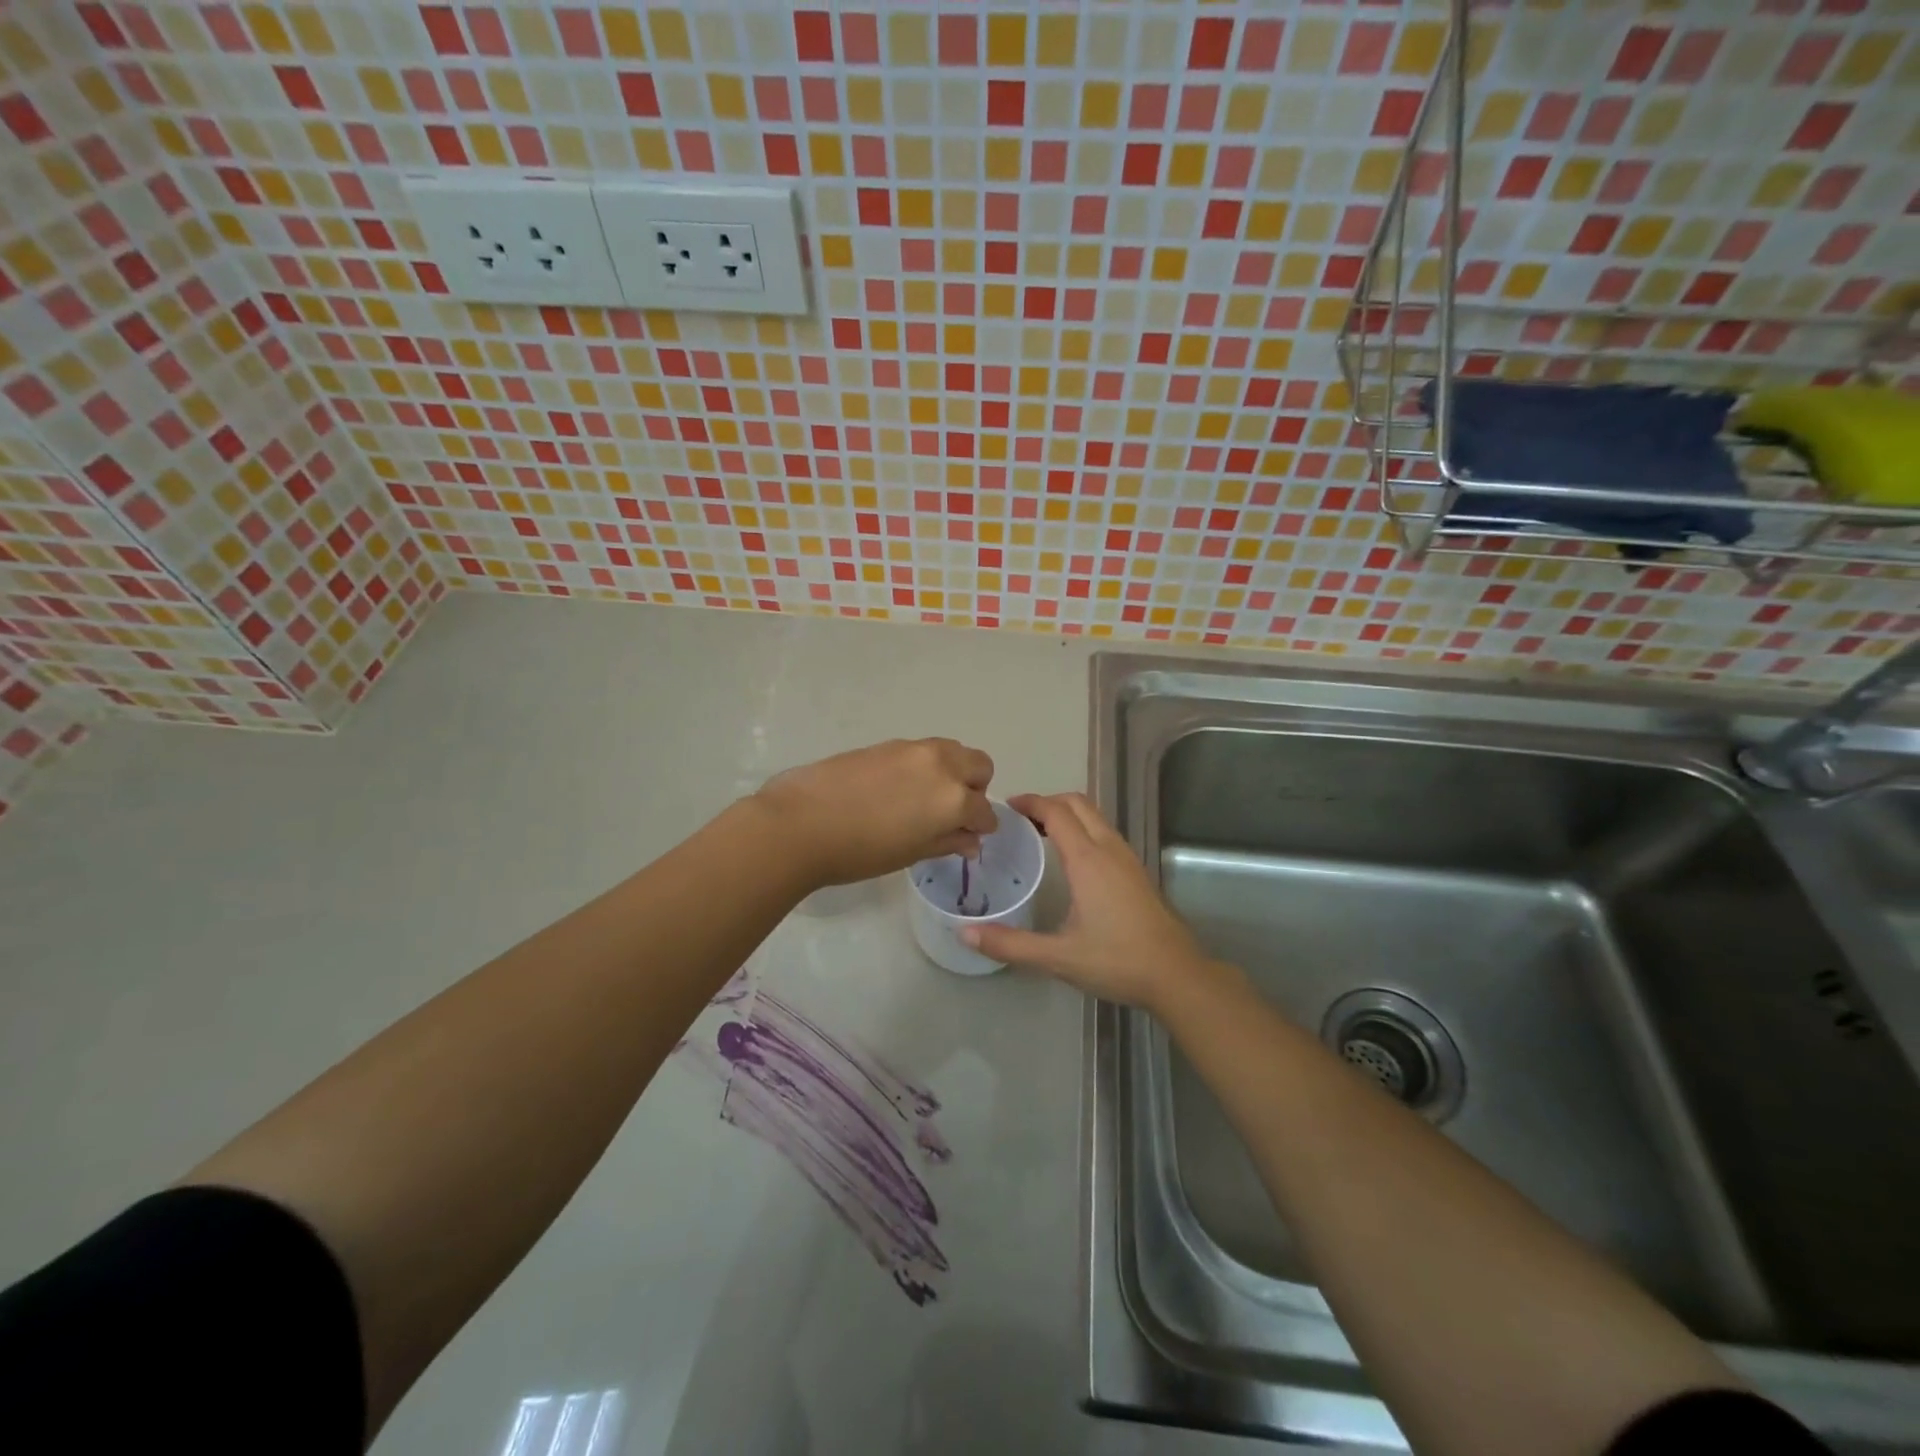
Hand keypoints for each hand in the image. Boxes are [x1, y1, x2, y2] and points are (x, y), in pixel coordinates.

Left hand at [752, 738, 996, 888]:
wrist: (802, 822)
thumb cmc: (860, 851)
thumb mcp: (910, 853)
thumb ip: (947, 842)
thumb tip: (970, 841)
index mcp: (954, 799)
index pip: (984, 811)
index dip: (981, 827)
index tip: (969, 837)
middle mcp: (942, 765)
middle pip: (980, 765)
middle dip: (975, 788)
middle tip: (952, 812)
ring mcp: (914, 749)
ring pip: (952, 751)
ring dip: (952, 771)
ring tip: (925, 798)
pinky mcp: (888, 743)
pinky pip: (922, 751)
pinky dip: (925, 766)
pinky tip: (898, 789)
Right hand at [959, 793, 1222, 1013]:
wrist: (1176, 975)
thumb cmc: (1116, 961)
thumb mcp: (1058, 957)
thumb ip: (1010, 944)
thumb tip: (964, 934)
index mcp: (1087, 860)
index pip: (1056, 812)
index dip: (1030, 802)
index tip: (1006, 807)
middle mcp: (1108, 848)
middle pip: (1078, 803)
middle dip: (1048, 802)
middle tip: (1020, 819)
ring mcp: (1127, 858)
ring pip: (1095, 816)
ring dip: (1067, 814)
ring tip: (1040, 834)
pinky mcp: (1137, 871)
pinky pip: (1105, 832)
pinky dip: (1083, 829)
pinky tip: (1072, 859)